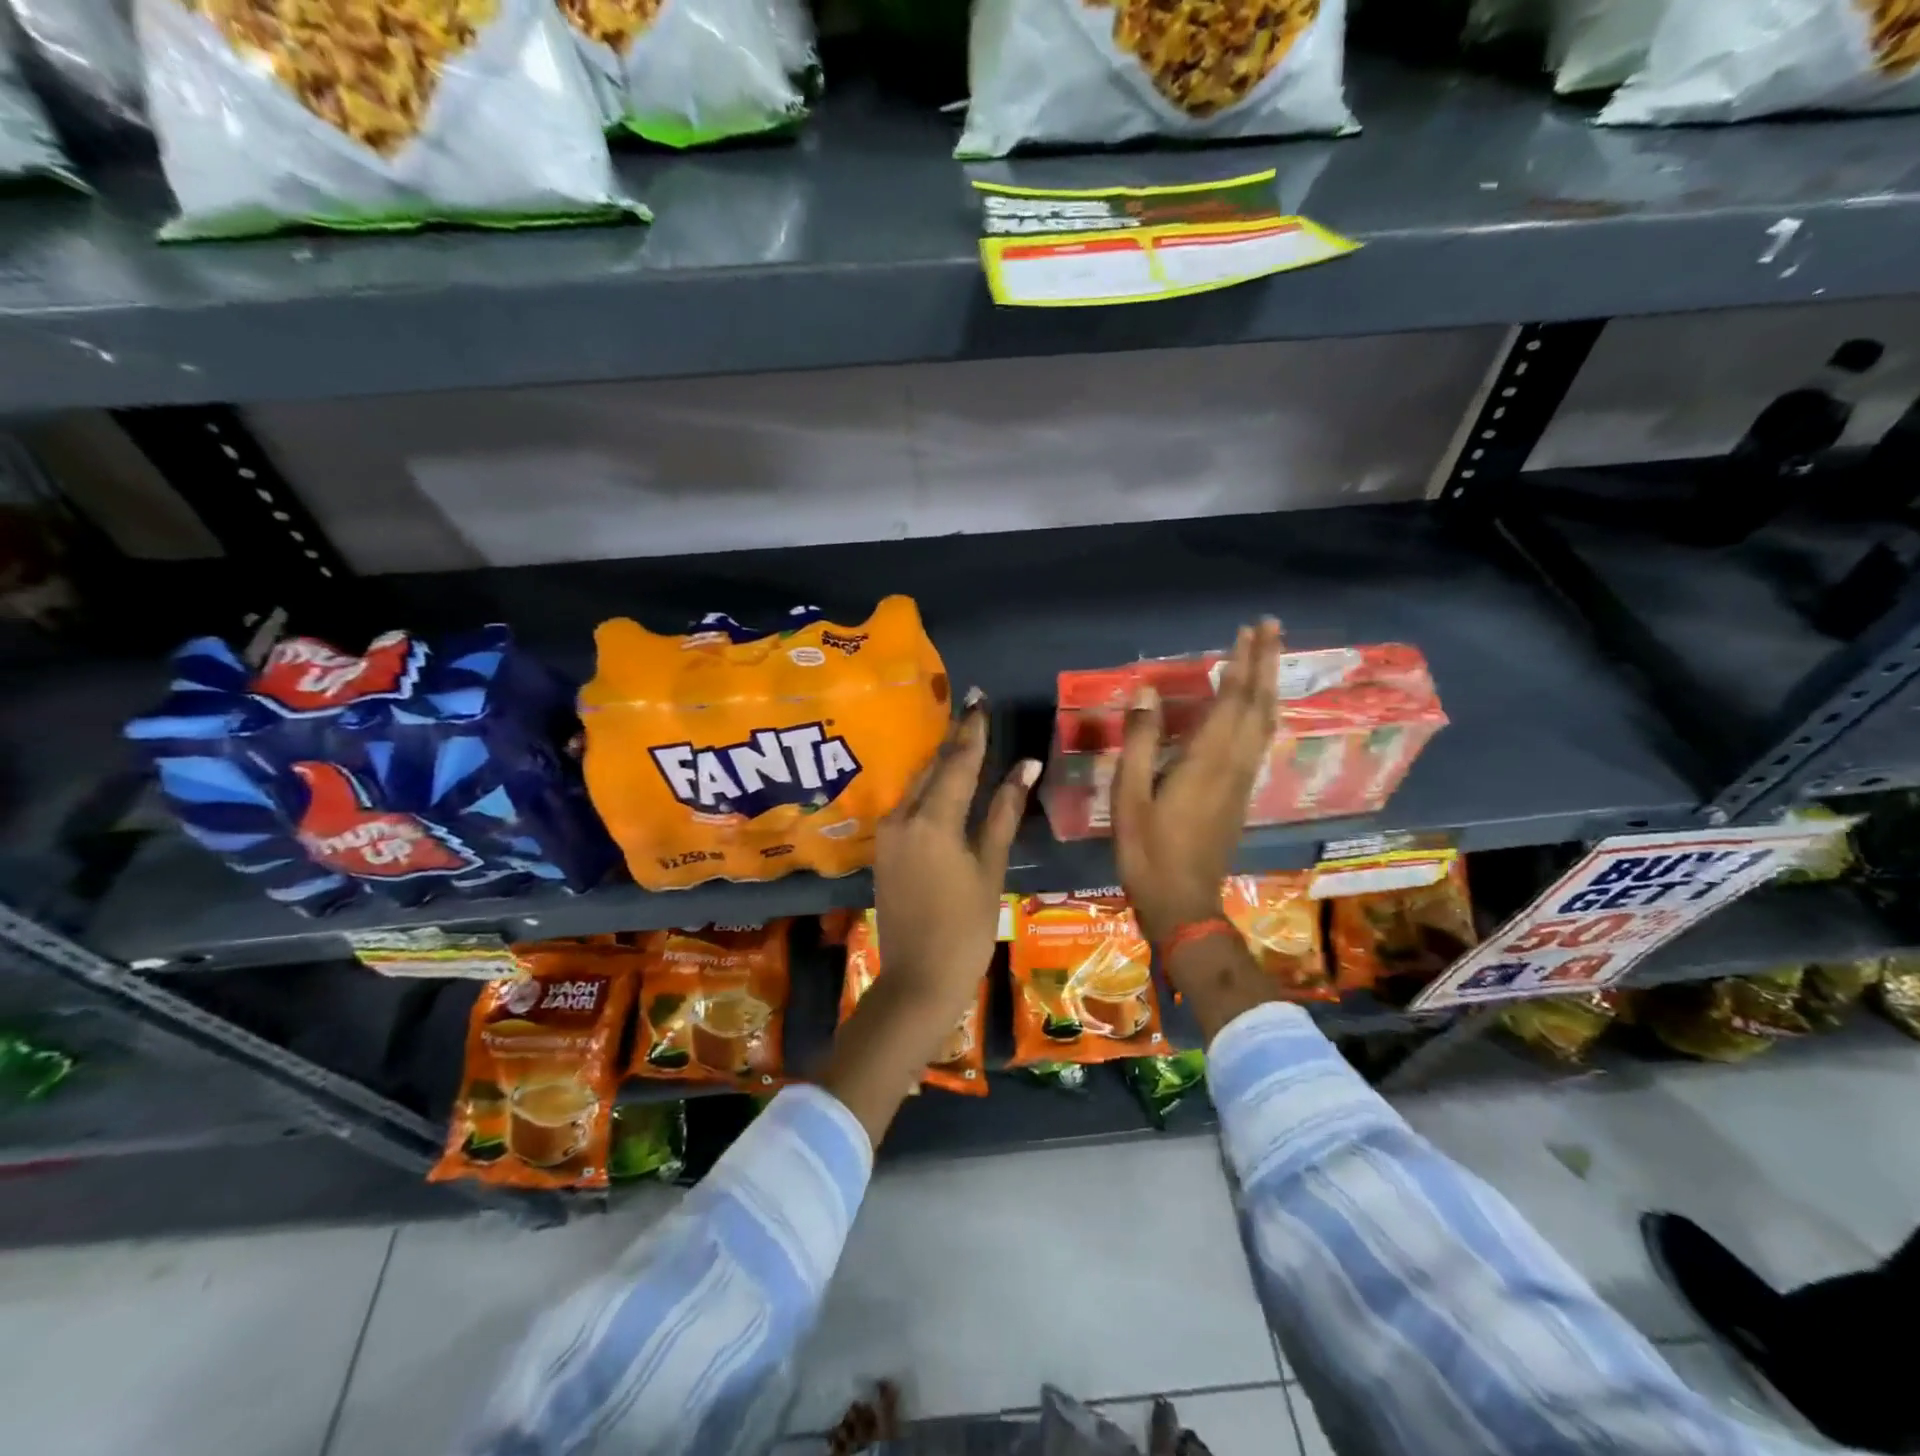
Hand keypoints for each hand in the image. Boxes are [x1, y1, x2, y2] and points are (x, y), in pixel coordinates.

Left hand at [874, 689, 1038, 1026]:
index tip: (979, 698)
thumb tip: (1026, 767)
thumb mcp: (990, 867)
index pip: (958, 762)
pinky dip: (928, 788)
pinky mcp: (884, 849)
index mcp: (932, 820)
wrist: (918, 979)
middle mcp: (902, 817)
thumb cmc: (966, 927)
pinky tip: (942, 780)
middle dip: (954, 739)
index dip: (972, 730)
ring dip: (940, 762)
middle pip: (933, 768)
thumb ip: (1003, 812)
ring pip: (917, 785)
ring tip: (962, 737)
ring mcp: (888, 834)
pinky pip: (908, 805)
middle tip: (972, 710)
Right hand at [1114, 619, 1282, 946]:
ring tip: (1266, 658)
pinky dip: (1261, 713)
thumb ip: (1141, 742)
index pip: (1234, 701)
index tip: (1249, 630)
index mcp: (1208, 761)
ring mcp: (1242, 782)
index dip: (1243, 663)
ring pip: (1266, 724)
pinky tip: (1253, 709)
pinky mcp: (1240, 796)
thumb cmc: (1148, 851)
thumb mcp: (1130, 796)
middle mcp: (1234, 765)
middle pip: (1260, 705)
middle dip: (1266, 664)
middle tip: (1271, 627)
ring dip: (1268, 686)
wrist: (1183, 903)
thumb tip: (1146, 692)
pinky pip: (1259, 742)